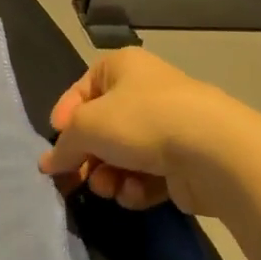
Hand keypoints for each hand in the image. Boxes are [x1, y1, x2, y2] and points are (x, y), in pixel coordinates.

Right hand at [37, 47, 244, 214]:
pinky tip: (137, 193)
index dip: (65, 119)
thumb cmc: (141, 121)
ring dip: (109, 177)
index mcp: (122, 67)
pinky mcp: (183, 161)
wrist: (212, 151)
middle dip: (87, 158)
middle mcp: (144, 91)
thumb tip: (48, 163)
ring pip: (121, 156)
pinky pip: (146, 175)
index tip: (57, 147)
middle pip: (101, 129)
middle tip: (77, 180)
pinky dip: (136, 187)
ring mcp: (167, 127)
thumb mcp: (86, 126)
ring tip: (109, 188)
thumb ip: (63, 145)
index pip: (80, 91)